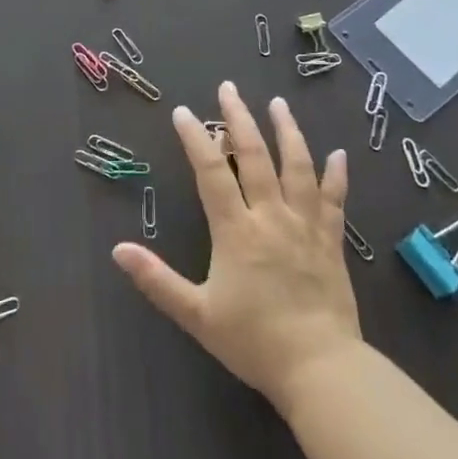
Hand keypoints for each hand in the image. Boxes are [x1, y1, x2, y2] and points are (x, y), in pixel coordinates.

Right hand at [113, 82, 361, 415]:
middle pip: (256, 156)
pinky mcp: (331, 242)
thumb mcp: (197, 315)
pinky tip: (339, 154)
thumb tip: (118, 250)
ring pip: (297, 167)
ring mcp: (306, 226)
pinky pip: (334, 201)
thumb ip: (157, 280)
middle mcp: (271, 217)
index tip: (183, 112)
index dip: (196, 139)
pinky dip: (336, 175)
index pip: (212, 172)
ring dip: (287, 132)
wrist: (322, 370)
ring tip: (279, 104)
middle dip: (240, 119)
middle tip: (229, 89)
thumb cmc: (254, 341)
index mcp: (236, 230)